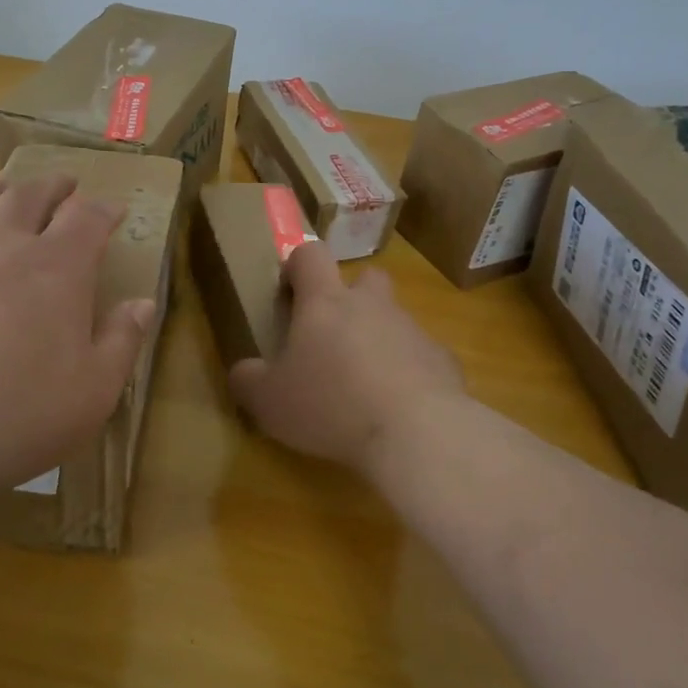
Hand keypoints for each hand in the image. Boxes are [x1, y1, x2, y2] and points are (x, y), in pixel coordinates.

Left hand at [0, 173, 154, 513]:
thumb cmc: (20, 414)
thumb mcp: (95, 389)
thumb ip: (123, 340)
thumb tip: (143, 303)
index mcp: (56, 269)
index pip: (87, 220)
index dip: (105, 210)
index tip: (116, 208)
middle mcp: (0, 250)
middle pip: (26, 200)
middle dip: (50, 188)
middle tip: (63, 183)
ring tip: (0, 185)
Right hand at [227, 242, 464, 480]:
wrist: (416, 433)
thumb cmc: (330, 405)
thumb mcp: (269, 401)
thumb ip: (248, 379)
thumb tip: (243, 371)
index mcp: (325, 303)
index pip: (311, 254)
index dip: (298, 265)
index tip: (290, 292)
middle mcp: (371, 305)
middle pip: (365, 278)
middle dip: (350, 297)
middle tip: (333, 336)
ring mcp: (412, 330)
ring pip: (393, 319)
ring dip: (378, 340)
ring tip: (365, 385)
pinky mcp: (443, 360)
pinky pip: (421, 357)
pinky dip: (409, 373)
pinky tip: (399, 408)